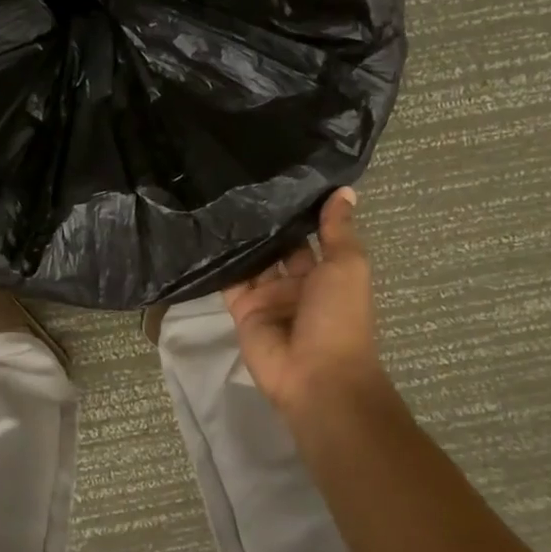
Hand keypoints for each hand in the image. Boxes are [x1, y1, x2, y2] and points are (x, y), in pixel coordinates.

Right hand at [223, 188, 388, 422]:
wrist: (316, 376)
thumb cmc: (339, 317)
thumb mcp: (347, 266)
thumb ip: (338, 229)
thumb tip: (343, 190)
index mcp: (326, 273)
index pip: (307, 235)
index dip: (296, 210)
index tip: (276, 175)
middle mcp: (295, 283)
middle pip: (275, 246)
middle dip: (262, 222)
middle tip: (237, 180)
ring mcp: (267, 297)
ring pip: (250, 261)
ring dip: (239, 237)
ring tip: (216, 197)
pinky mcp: (241, 310)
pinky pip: (227, 281)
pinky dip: (218, 262)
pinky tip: (203, 232)